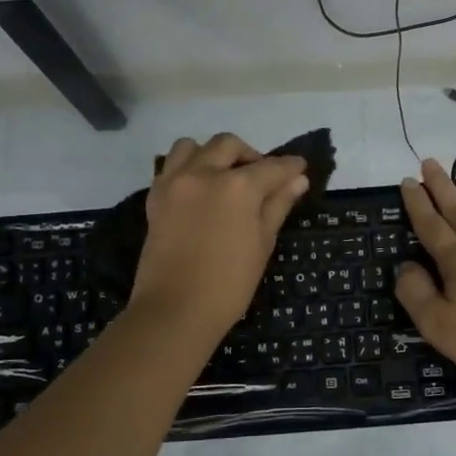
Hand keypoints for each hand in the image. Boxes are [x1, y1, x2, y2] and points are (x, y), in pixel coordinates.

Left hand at [131, 134, 309, 341]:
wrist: (175, 310)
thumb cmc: (229, 283)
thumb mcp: (262, 243)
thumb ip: (278, 205)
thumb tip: (297, 180)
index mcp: (237, 186)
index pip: (271, 167)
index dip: (290, 166)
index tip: (300, 167)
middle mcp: (204, 173)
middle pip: (229, 145)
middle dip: (250, 155)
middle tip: (262, 178)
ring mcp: (174, 183)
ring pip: (192, 147)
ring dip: (212, 154)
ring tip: (223, 177)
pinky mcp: (155, 197)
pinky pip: (171, 167)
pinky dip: (188, 168)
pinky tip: (200, 190)